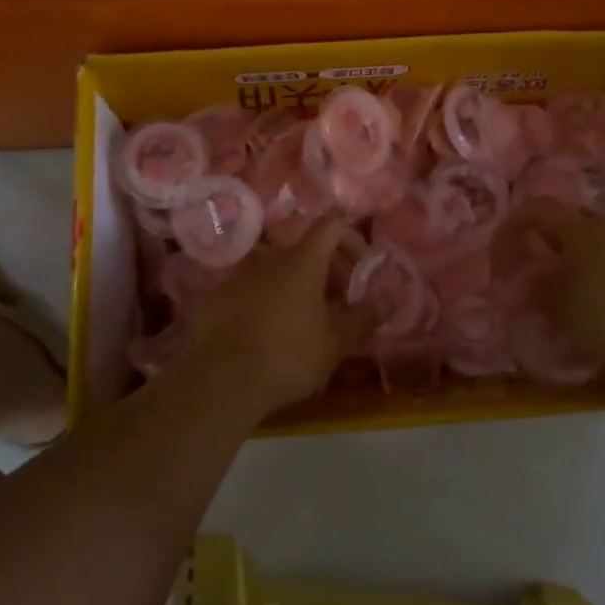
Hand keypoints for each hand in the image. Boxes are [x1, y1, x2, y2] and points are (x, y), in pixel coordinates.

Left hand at [183, 219, 371, 415]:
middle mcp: (269, 257)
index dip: (351, 238)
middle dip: (326, 270)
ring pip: (275, 270)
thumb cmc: (289, 355)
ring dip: (294, 286)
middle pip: (304, 250)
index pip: (331, 225)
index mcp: (302, 260)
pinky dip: (265, 301)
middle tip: (338, 304)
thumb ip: (364, 317)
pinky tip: (267, 334)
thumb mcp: (336, 342)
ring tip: (303, 321)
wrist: (221, 379)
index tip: (361, 267)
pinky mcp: (216, 297)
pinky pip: (250, 289)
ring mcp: (238, 275)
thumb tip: (389, 298)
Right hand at [502, 201, 604, 382]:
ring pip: (602, 243)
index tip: (505, 243)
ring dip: (583, 260)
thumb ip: (541, 291)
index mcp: (582, 231)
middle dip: (553, 241)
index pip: (541, 208)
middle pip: (574, 223)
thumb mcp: (563, 311)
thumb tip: (532, 281)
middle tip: (540, 268)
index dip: (518, 221)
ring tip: (574, 291)